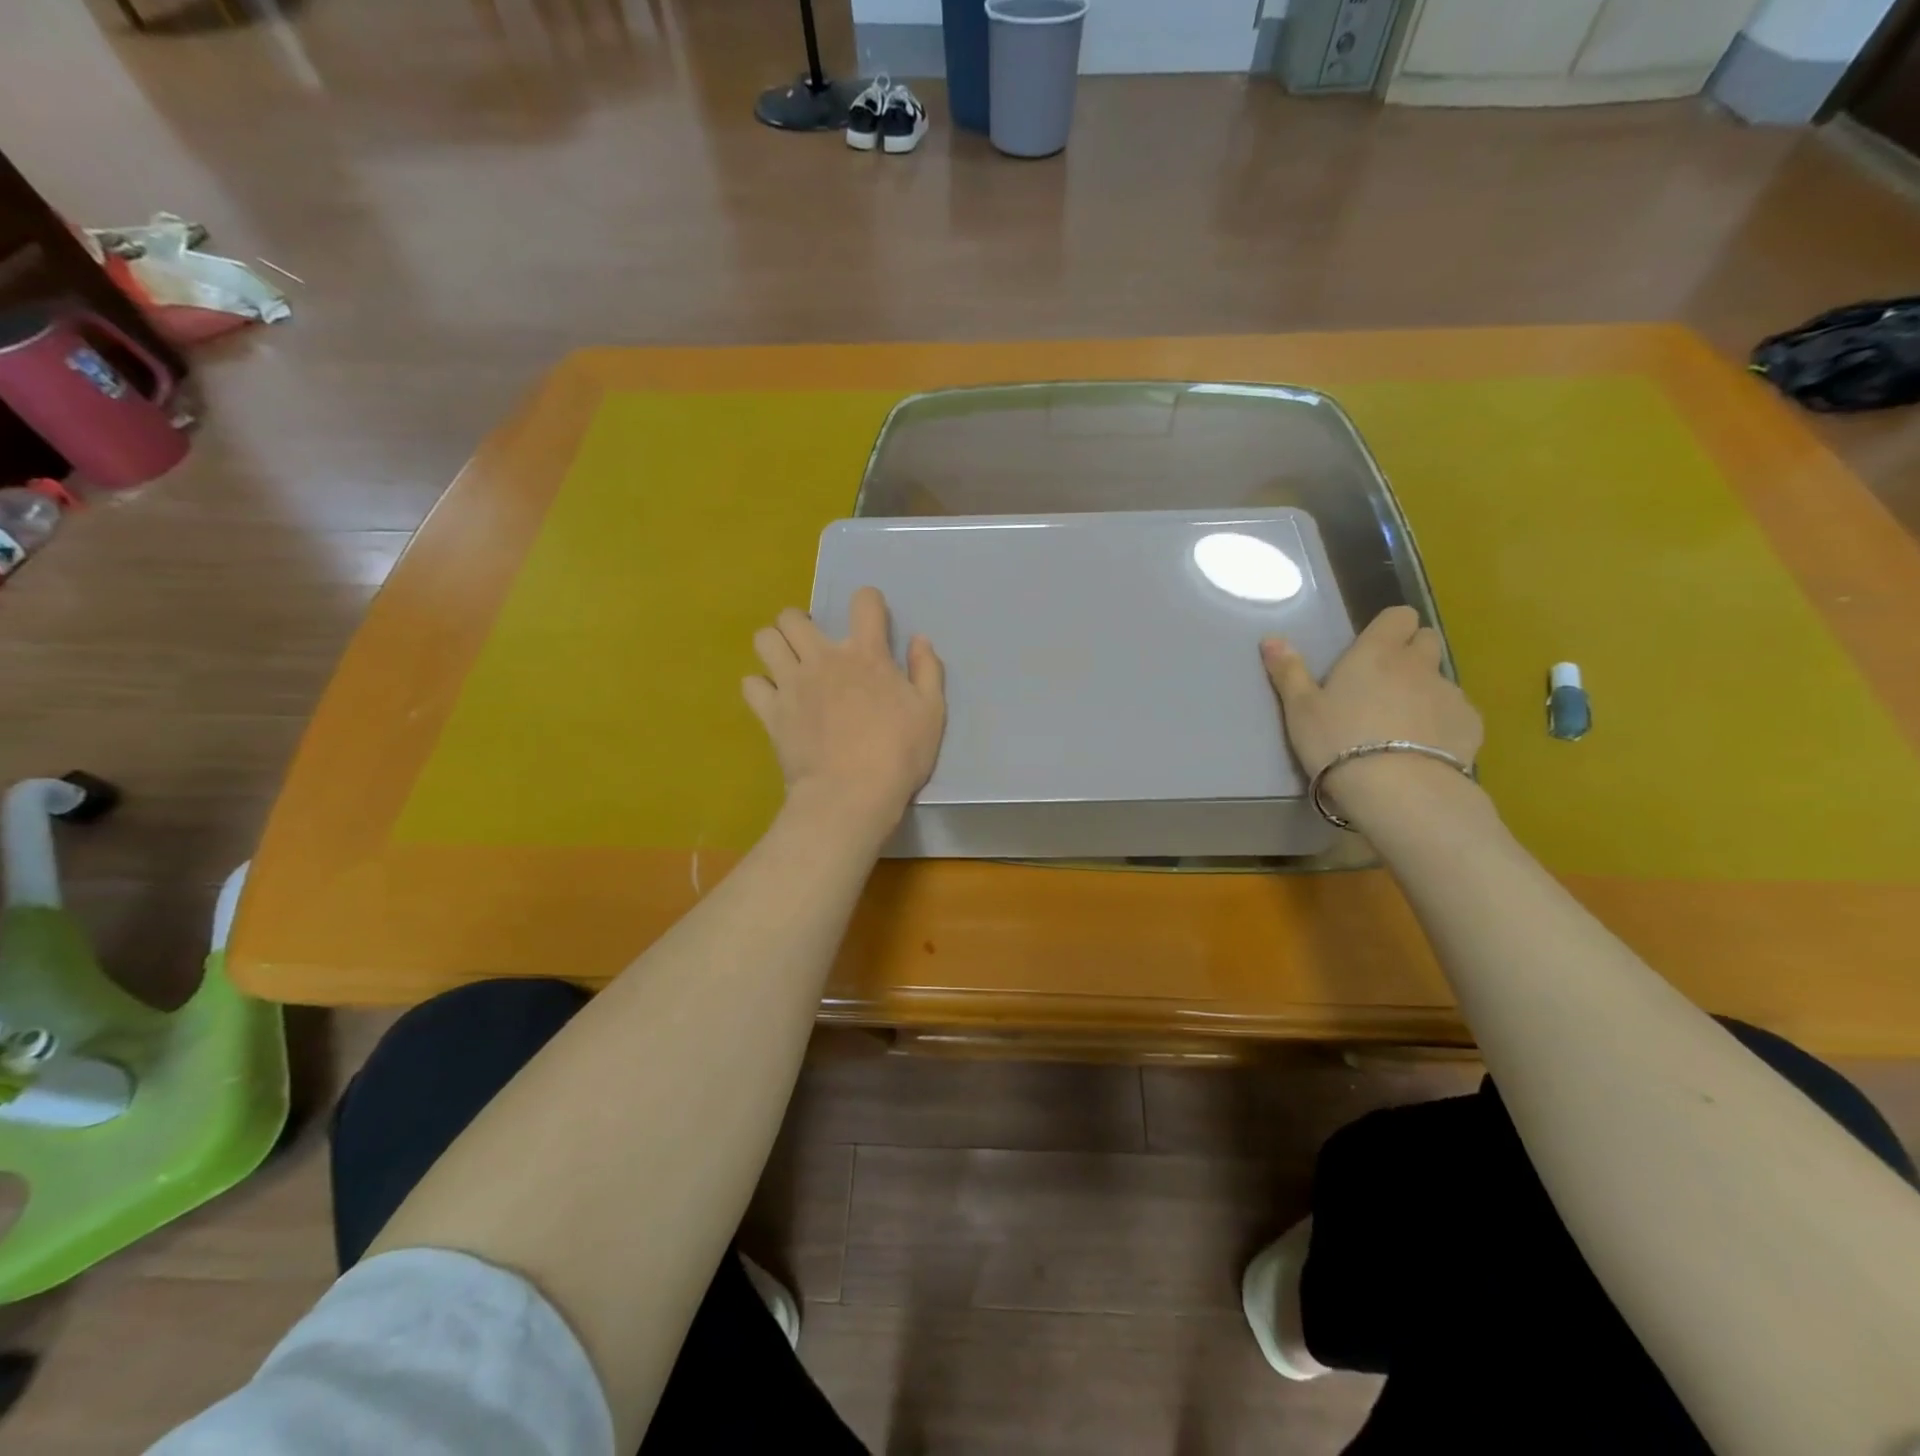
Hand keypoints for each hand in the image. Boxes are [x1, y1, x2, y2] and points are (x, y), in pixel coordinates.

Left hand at [744, 587, 945, 840]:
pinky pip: (750, 684)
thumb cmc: (899, 754)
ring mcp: (792, 683)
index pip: (863, 601)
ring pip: (764, 640)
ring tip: (787, 665)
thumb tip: (920, 639)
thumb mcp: (931, 712)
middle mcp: (823, 658)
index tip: (872, 618)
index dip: (868, 601)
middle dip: (801, 623)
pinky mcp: (771, 712)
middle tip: (813, 646)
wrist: (851, 794)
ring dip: (774, 646)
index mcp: (866, 654)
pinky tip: (774, 700)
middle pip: (793, 616)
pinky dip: (760, 688)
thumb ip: (927, 670)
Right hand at [1261, 606, 1482, 812]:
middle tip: (1384, 685)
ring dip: (1424, 692)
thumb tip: (1270, 638)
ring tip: (1401, 728)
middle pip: (1426, 641)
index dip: (1389, 628)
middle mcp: (1418, 665)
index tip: (1372, 649)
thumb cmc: (1337, 742)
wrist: (1397, 789)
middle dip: (1411, 654)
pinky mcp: (1470, 725)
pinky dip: (1442, 724)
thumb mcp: (1300, 710)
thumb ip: (1289, 672)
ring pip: (1440, 680)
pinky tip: (1423, 750)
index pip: (1399, 616)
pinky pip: (1457, 714)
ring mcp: (1450, 693)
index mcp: (1376, 653)